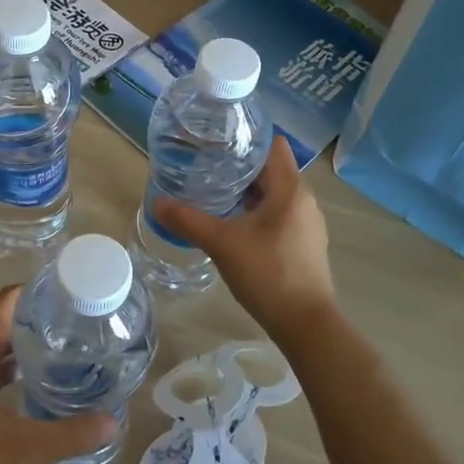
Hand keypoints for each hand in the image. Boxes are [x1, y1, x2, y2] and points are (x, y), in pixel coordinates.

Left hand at [0, 286, 116, 463]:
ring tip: (63, 354)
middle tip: (80, 330)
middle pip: (0, 323)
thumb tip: (115, 421)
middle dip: (37, 324)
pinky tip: (31, 385)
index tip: (74, 298)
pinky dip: (3, 369)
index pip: (7, 302)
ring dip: (21, 349)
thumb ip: (72, 434)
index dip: (40, 294)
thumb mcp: (23, 451)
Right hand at [152, 135, 337, 343]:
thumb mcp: (221, 243)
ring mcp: (307, 223)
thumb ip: (188, 220)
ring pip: (274, 194)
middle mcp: (304, 199)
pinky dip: (257, 212)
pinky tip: (233, 225)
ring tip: (214, 193)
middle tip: (205, 166)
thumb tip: (156, 202)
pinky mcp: (304, 243)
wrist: (306, 325)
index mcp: (290, 189)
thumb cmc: (268, 274)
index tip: (217, 141)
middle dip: (239, 166)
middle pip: (271, 169)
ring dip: (247, 191)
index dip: (246, 138)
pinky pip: (279, 214)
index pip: (272, 145)